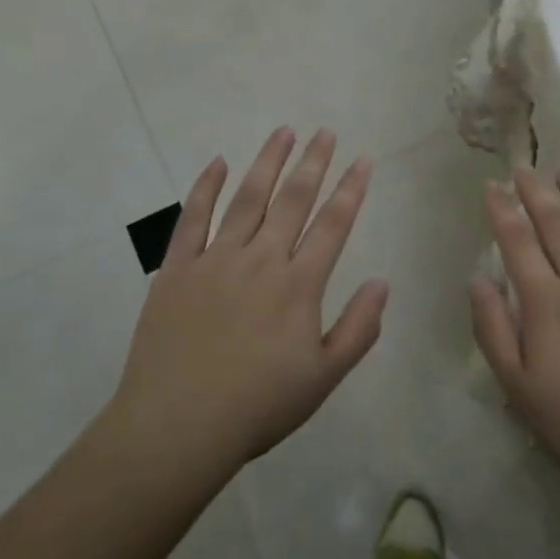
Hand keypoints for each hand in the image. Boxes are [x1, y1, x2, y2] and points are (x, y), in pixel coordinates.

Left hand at [108, 128, 387, 477]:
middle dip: (313, 163)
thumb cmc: (257, 407)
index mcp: (298, 285)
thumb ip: (358, 328)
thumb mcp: (323, 378)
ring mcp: (215, 259)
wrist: (177, 427)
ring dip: (268, 162)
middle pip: (292, 200)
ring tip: (283, 131)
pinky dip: (205, 187)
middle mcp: (260, 259)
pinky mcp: (177, 267)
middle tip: (325, 132)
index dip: (351, 189)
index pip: (332, 225)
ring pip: (247, 198)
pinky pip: (192, 217)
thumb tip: (382, 281)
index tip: (363, 159)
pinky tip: (217, 162)